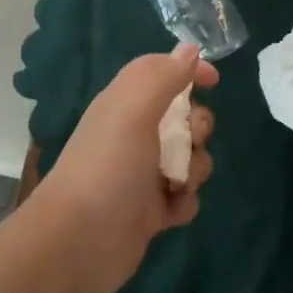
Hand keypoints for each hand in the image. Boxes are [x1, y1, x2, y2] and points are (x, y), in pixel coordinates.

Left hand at [27, 46, 216, 292]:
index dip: (189, 71)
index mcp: (126, 104)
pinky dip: (183, 202)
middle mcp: (135, 134)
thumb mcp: (133, 111)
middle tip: (188, 141)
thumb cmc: (107, 168)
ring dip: (194, 169)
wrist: (78, 243)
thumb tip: (189, 49)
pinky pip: (185, 197)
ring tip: (176, 184)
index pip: (162, 73)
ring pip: (191, 158)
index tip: (214, 82)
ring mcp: (143, 174)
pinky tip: (169, 212)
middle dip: (198, 128)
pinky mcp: (151, 211)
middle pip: (185, 117)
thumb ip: (163, 77)